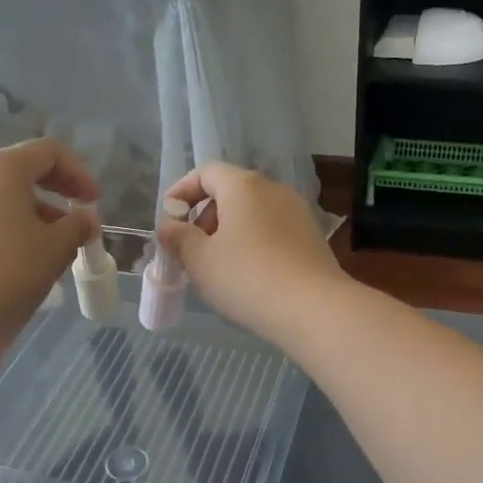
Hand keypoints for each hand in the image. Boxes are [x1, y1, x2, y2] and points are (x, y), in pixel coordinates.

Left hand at [0, 139, 99, 345]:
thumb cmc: (9, 272)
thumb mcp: (57, 248)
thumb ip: (78, 225)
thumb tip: (84, 219)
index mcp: (1, 166)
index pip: (49, 152)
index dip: (79, 174)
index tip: (93, 203)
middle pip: (22, 169)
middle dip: (55, 191)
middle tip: (76, 219)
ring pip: (1, 193)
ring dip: (33, 211)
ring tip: (53, 244)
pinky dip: (8, 224)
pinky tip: (21, 255)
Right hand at [157, 165, 346, 343]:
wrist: (314, 309)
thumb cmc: (247, 278)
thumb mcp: (200, 260)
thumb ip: (179, 238)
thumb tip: (169, 226)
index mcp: (244, 186)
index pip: (206, 173)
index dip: (182, 191)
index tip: (168, 219)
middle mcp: (274, 190)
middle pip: (231, 192)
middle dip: (205, 217)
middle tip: (191, 250)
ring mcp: (298, 213)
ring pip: (253, 214)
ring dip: (229, 234)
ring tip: (217, 268)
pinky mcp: (312, 238)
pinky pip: (272, 232)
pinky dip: (253, 244)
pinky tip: (248, 277)